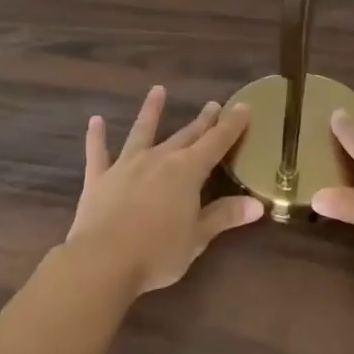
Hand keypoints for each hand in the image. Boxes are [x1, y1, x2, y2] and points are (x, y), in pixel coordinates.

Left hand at [68, 86, 263, 294]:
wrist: (102, 262)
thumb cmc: (158, 253)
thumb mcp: (198, 237)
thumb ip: (225, 216)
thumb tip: (258, 204)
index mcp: (188, 171)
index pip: (217, 142)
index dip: (232, 125)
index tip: (243, 106)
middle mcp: (159, 159)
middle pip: (186, 135)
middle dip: (202, 121)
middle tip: (213, 104)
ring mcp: (127, 165)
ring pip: (142, 132)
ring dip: (151, 111)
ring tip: (158, 90)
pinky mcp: (99, 178)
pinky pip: (98, 152)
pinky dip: (97, 136)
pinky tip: (96, 121)